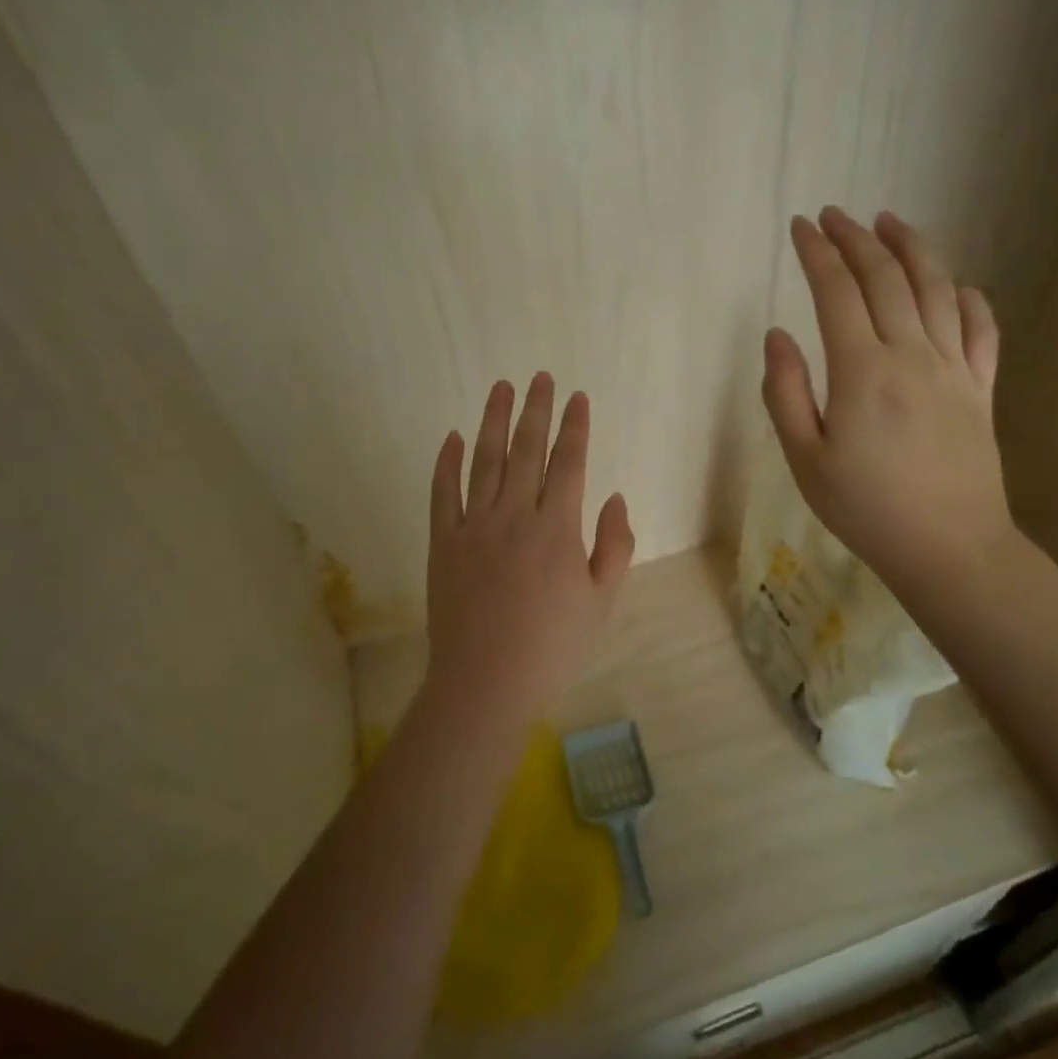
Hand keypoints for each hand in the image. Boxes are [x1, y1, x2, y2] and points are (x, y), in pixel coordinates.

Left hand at [426, 373, 635, 708]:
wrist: (485, 682)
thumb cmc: (552, 645)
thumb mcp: (602, 601)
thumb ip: (614, 546)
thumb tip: (615, 499)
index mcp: (557, 528)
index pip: (569, 462)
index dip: (575, 427)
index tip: (578, 397)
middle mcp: (515, 515)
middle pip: (526, 449)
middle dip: (535, 409)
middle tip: (539, 377)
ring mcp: (474, 526)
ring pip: (484, 460)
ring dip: (493, 421)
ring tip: (500, 388)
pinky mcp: (443, 543)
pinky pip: (443, 493)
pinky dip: (447, 462)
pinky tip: (454, 437)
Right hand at [761, 207, 1014, 589]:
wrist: (949, 548)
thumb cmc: (865, 509)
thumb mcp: (804, 460)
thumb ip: (786, 392)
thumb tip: (777, 335)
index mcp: (862, 370)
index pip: (836, 292)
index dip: (817, 253)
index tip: (800, 226)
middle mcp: (911, 354)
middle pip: (886, 277)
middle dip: (856, 238)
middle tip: (835, 215)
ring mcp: (954, 367)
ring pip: (936, 288)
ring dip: (911, 248)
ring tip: (889, 222)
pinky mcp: (982, 388)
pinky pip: (981, 328)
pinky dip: (968, 297)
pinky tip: (955, 284)